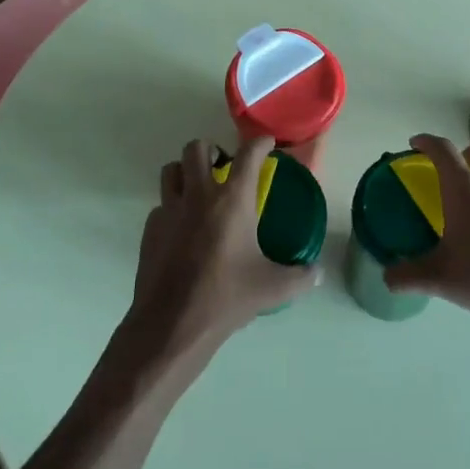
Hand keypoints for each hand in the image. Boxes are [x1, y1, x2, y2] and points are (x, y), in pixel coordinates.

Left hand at [125, 137, 319, 362]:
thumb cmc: (226, 298)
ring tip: (198, 188)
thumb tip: (319, 273)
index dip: (259, 143)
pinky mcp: (151, 229)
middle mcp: (199, 195)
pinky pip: (160, 205)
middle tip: (223, 166)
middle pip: (197, 148)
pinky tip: (182, 229)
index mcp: (232, 200)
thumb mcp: (273, 288)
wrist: (172, 325)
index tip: (266, 144)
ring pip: (171, 170)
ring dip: (185, 171)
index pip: (248, 155)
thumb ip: (301, 277)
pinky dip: (172, 207)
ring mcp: (170, 210)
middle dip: (211, 150)